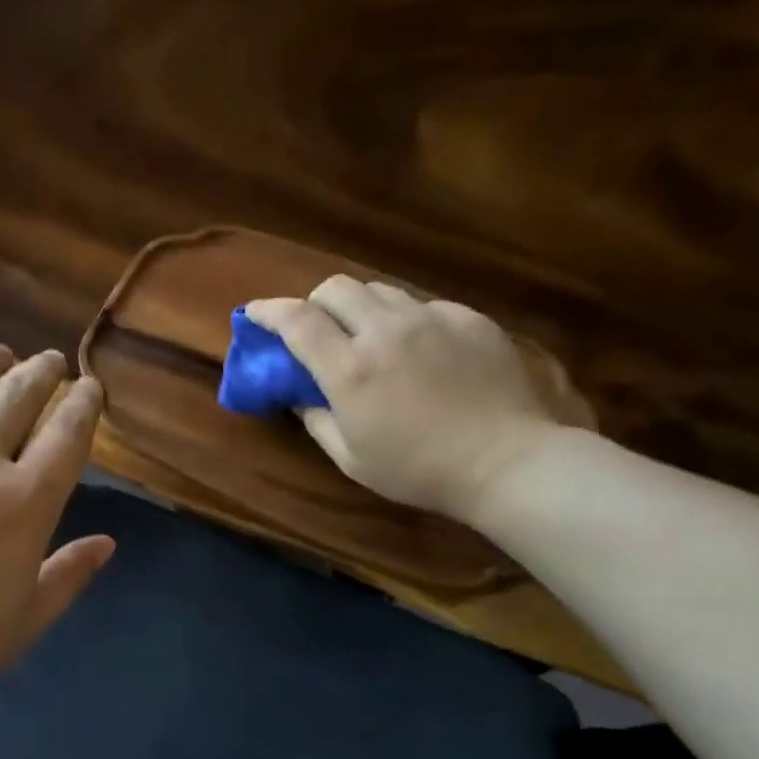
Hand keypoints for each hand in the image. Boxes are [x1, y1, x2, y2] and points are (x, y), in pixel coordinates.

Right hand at [247, 277, 583, 522]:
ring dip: (359, 307)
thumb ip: (316, 420)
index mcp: (349, 369)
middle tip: (316, 329)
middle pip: (336, 287)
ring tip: (367, 337)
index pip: (296, 321)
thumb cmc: (418, 470)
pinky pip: (422, 304)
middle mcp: (385, 330)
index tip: (252, 313)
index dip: (268, 311)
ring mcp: (431, 318)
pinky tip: (418, 350)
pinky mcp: (468, 318)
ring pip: (380, 289)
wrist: (507, 461)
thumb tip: (298, 396)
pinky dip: (404, 319)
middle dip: (315, 303)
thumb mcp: (351, 458)